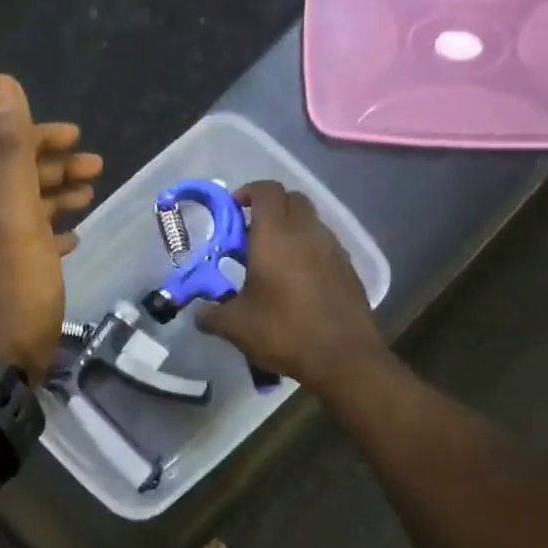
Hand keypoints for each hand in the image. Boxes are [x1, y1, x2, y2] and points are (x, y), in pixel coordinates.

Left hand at [0, 76, 101, 384]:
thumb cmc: (14, 284)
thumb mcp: (13, 211)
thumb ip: (9, 148)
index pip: (5, 149)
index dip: (40, 136)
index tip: (78, 135)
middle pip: (17, 178)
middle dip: (55, 166)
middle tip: (96, 166)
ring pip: (26, 210)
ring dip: (57, 196)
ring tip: (90, 194)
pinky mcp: (7, 280)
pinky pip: (31, 243)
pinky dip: (53, 232)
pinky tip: (74, 239)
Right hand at [196, 181, 386, 396]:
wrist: (343, 357)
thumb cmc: (284, 331)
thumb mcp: (235, 326)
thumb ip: (211, 314)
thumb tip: (198, 314)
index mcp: (275, 235)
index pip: (266, 190)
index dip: (248, 192)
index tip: (234, 210)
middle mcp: (307, 232)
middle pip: (292, 199)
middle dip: (271, 207)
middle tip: (252, 233)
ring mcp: (333, 248)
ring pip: (311, 221)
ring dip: (292, 228)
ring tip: (274, 259)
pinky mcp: (349, 268)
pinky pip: (325, 245)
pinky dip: (309, 250)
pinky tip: (299, 280)